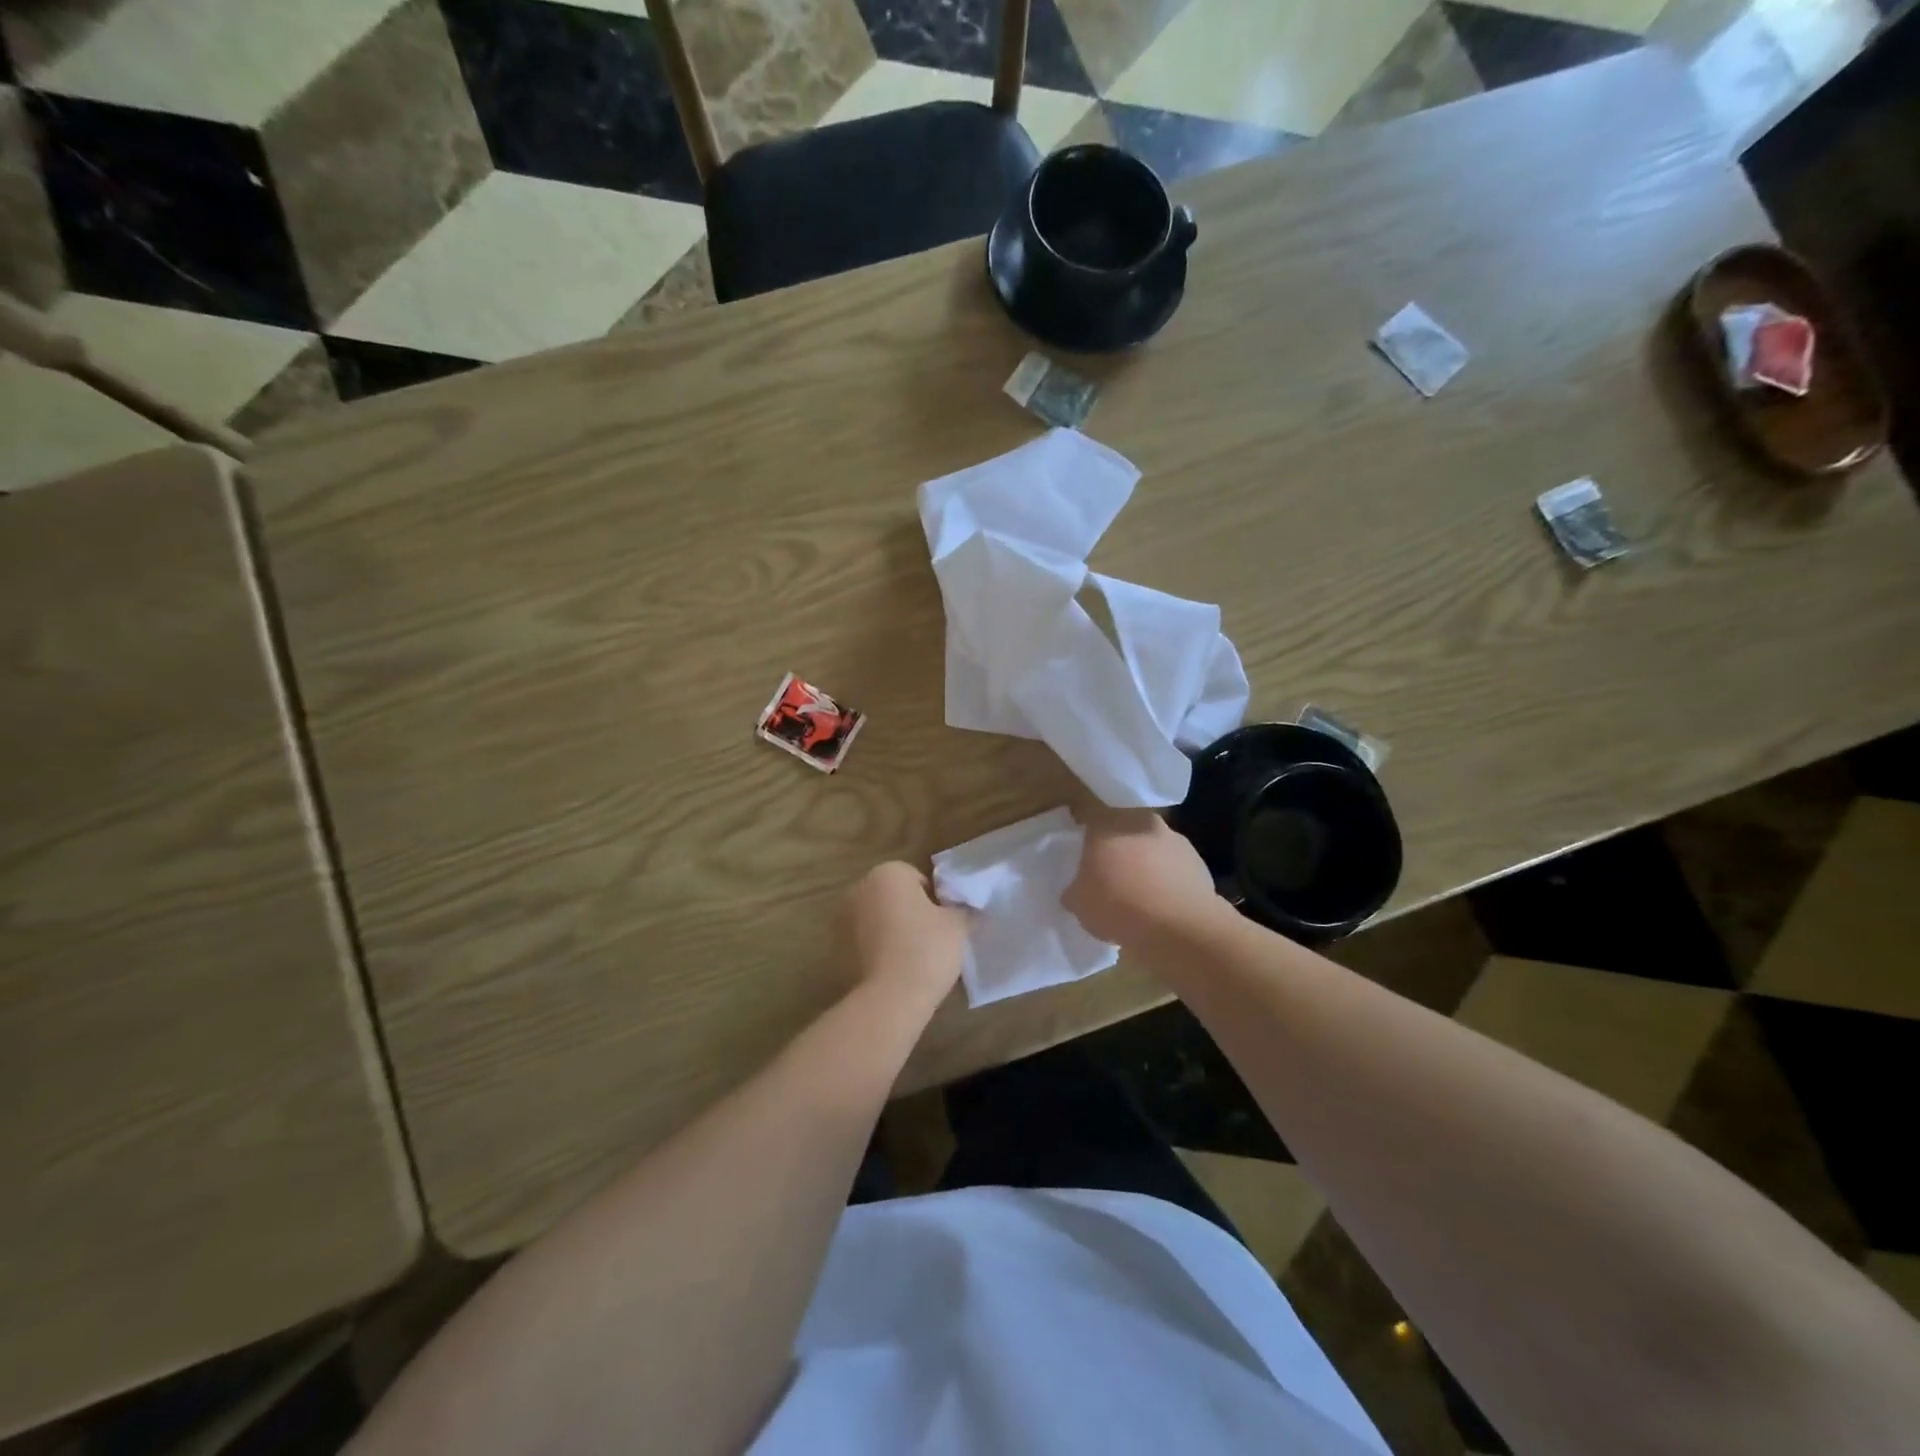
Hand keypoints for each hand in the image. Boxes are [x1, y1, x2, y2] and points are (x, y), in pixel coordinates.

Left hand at [843, 862, 968, 1008]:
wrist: (891, 997)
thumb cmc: (927, 948)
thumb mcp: (957, 925)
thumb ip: (962, 910)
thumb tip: (966, 909)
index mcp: (887, 873)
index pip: (917, 879)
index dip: (934, 900)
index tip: (943, 923)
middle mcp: (859, 888)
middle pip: (892, 896)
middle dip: (908, 912)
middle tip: (930, 939)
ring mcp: (842, 919)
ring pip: (876, 919)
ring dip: (890, 930)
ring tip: (912, 958)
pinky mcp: (835, 949)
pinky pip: (863, 942)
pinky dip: (876, 950)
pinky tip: (893, 970)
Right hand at [1065, 809, 1220, 946]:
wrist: (1178, 926)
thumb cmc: (1117, 905)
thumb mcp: (1079, 903)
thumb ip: (1076, 890)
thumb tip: (1078, 890)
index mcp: (1107, 824)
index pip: (1090, 818)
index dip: (1086, 836)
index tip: (1083, 855)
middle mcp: (1142, 822)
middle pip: (1125, 831)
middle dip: (1119, 850)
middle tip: (1112, 876)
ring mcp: (1175, 840)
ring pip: (1153, 848)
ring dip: (1147, 865)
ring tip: (1141, 897)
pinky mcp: (1199, 863)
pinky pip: (1176, 870)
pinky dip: (1169, 882)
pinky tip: (1164, 907)